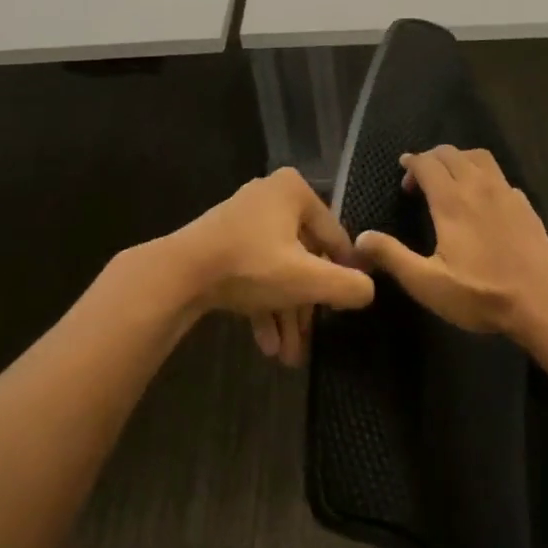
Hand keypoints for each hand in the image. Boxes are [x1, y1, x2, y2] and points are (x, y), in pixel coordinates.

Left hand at [160, 167, 373, 364]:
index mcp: (294, 191)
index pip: (335, 237)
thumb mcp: (308, 279)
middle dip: (306, 307)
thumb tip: (369, 291)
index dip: (344, 274)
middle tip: (312, 342)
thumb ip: (348, 286)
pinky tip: (267, 344)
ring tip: (289, 356)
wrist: (178, 274)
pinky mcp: (222, 244)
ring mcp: (243, 220)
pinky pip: (254, 273)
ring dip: (285, 314)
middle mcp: (270, 198)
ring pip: (278, 271)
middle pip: (304, 258)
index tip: (346, 307)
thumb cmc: (251, 265)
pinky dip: (263, 306)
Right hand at [354, 147, 547, 336]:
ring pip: (479, 157)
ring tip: (449, 179)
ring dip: (459, 160)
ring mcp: (506, 193)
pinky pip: (499, 176)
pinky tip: (481, 199)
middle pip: (452, 153)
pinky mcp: (525, 204)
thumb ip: (392, 256)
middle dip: (432, 158)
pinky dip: (482, 176)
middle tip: (420, 179)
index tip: (403, 172)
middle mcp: (479, 187)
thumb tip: (360, 238)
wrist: (541, 301)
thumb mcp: (427, 283)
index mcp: (452, 201)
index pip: (427, 163)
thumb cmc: (480, 294)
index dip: (412, 163)